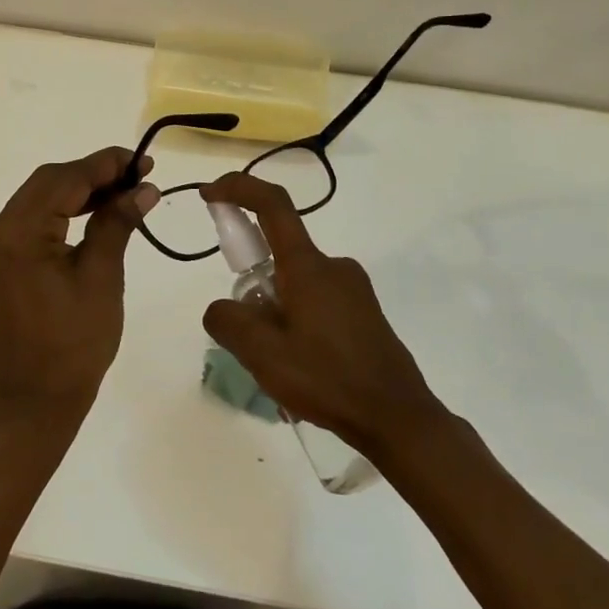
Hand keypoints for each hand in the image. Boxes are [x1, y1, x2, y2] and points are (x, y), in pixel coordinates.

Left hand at [0, 148, 159, 429]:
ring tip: (123, 192)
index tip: (143, 161)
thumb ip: (117, 223)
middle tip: (137, 176)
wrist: (36, 403)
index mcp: (18, 235)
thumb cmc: (75, 345)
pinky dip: (63, 211)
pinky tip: (94, 213)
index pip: (63, 180)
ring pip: (39, 198)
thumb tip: (143, 187)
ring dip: (79, 191)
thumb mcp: (102, 278)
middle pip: (47, 183)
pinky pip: (32, 221)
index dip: (105, 165)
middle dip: (93, 174)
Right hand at [198, 171, 444, 453]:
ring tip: (276, 366)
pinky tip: (302, 368)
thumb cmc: (329, 379)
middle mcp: (333, 266)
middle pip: (278, 254)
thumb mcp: (263, 354)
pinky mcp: (364, 312)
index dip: (238, 188)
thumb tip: (223, 307)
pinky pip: (316, 302)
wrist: (400, 420)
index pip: (272, 205)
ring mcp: (353, 289)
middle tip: (248, 337)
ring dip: (275, 311)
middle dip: (253, 285)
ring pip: (296, 284)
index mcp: (308, 266)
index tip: (209, 194)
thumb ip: (228, 320)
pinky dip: (296, 321)